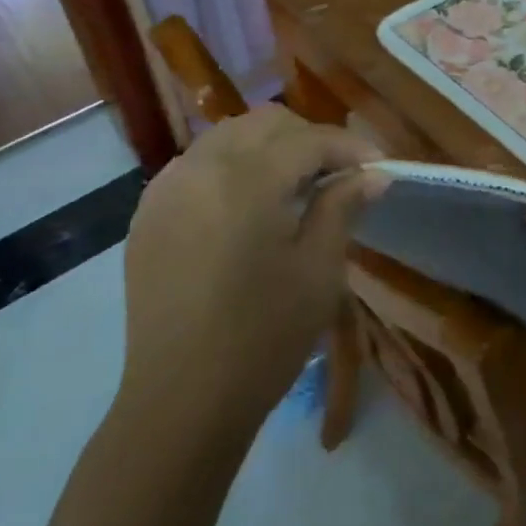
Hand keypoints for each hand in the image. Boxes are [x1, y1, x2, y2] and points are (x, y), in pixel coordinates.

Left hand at [119, 107, 383, 426]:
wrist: (181, 402)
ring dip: (268, 148)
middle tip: (336, 176)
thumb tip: (373, 172)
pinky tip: (246, 206)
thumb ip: (343, 207)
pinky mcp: (148, 213)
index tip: (377, 166)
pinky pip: (197, 164)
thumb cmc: (263, 338)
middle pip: (265, 123)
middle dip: (308, 139)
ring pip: (228, 136)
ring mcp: (167, 188)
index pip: (309, 139)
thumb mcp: (319, 271)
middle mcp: (201, 168)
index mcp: (247, 181)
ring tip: (293, 188)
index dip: (349, 146)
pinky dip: (230, 167)